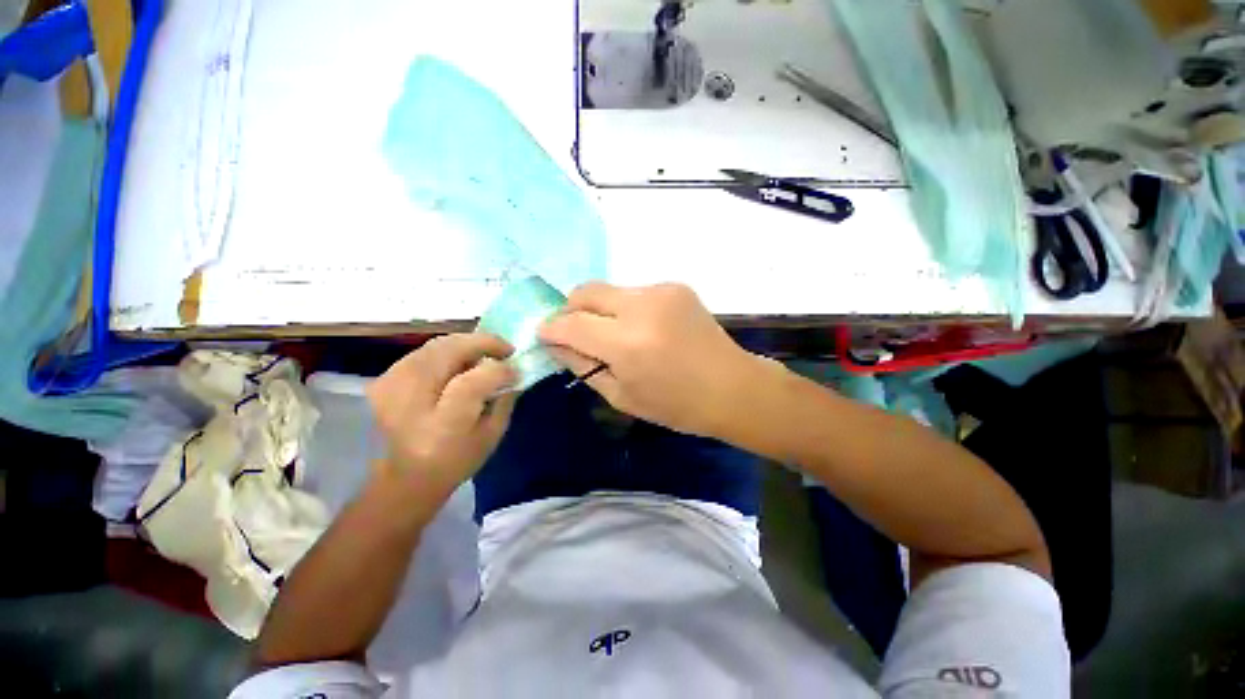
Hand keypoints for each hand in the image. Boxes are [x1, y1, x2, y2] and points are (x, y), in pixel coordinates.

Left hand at [367, 334, 517, 501]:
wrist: (399, 479)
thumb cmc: (452, 462)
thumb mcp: (490, 437)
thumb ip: (504, 400)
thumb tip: (512, 371)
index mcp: (441, 426)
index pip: (472, 382)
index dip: (499, 370)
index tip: (516, 369)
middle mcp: (409, 399)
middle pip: (450, 351)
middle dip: (484, 343)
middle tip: (505, 350)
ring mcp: (390, 385)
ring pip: (438, 345)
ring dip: (468, 345)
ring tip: (486, 354)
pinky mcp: (383, 379)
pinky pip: (425, 352)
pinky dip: (449, 351)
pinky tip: (461, 362)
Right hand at [539, 283, 760, 436]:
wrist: (732, 387)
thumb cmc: (676, 405)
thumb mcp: (621, 395)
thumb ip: (583, 365)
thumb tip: (555, 342)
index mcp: (628, 343)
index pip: (571, 324)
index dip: (551, 329)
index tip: (545, 336)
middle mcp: (642, 307)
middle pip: (585, 291)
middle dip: (570, 310)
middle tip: (573, 333)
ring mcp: (661, 291)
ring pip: (608, 291)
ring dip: (600, 311)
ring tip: (613, 336)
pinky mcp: (675, 286)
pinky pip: (633, 293)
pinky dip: (625, 309)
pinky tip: (642, 330)